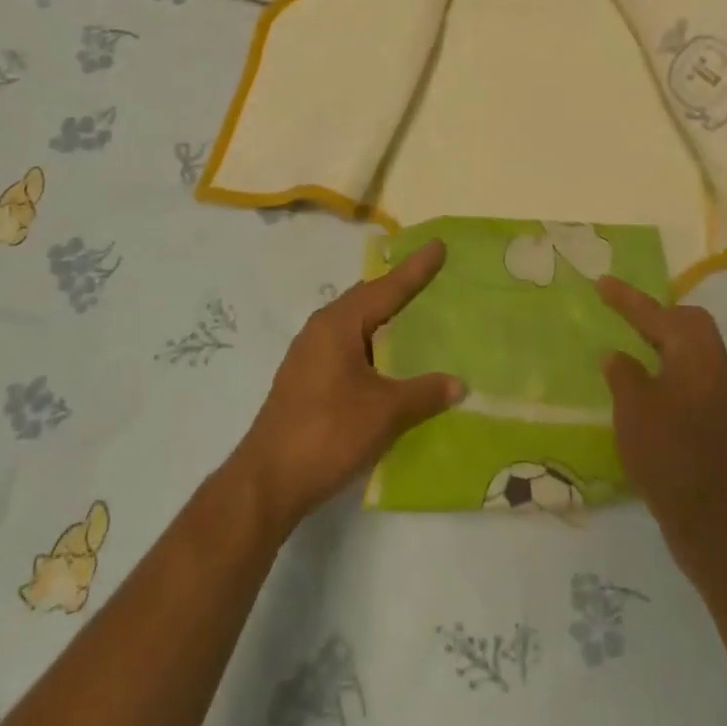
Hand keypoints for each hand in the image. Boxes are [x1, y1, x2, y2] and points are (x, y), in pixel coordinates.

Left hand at [232, 241, 463, 534]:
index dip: (416, 269)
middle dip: (397, 287)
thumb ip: (424, 393)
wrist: (267, 480)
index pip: (386, 288)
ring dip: (382, 316)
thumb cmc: (328, 433)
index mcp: (338, 324)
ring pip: (354, 323)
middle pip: (366, 298)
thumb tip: (460, 384)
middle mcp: (320, 329)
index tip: (438, 245)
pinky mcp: (305, 379)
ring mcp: (308, 354)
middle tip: (428, 275)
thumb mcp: (384, 412)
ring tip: (411, 312)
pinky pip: (345, 344)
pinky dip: (370, 341)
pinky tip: (384, 358)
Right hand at [599, 277, 726, 578]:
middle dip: (655, 313)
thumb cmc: (668, 452)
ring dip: (661, 341)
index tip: (600, 282)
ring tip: (629, 344)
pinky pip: (689, 373)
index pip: (657, 313)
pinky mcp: (715, 419)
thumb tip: (618, 357)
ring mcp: (719, 394)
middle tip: (622, 313)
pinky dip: (665, 367)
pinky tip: (644, 385)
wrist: (712, 519)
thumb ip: (623, 372)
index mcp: (695, 352)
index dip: (626, 298)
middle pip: (688, 322)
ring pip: (690, 349)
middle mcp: (714, 365)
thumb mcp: (633, 406)